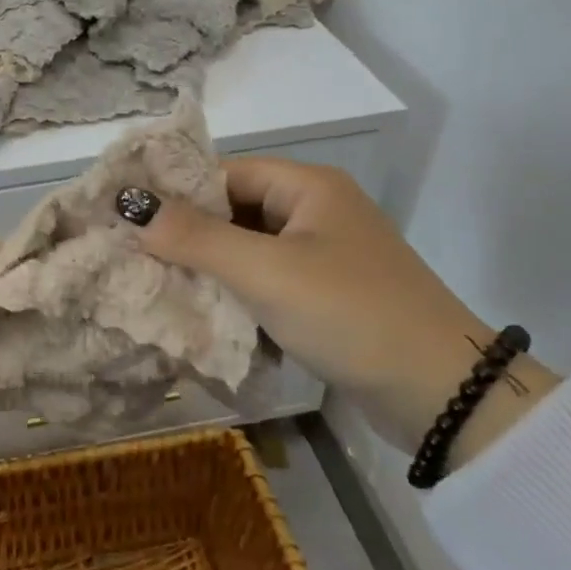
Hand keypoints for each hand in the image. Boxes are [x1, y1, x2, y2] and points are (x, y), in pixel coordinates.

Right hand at [136, 158, 557, 462]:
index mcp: (308, 186)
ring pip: (248, 250)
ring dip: (210, 270)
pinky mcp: (327, 296)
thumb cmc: (349, 314)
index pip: (223, 173)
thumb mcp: (265, 272)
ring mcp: (323, 256)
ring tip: (158, 287)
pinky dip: (237, 295)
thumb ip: (195, 237)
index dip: (175, 193)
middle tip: (135, 259)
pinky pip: (267, 282)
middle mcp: (316, 212)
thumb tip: (130, 204)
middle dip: (188, 236)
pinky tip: (204, 314)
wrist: (443, 396)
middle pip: (234, 211)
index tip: (127, 219)